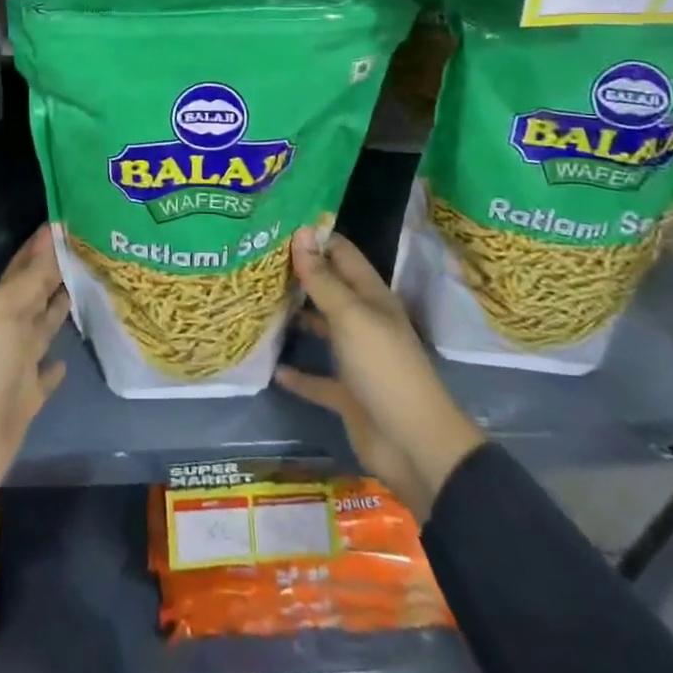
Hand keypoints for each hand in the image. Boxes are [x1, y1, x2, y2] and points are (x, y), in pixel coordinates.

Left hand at [0, 226, 69, 506]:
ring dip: (61, 309)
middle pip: (37, 293)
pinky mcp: (28, 397)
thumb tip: (50, 235)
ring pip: (45, 327)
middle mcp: (8, 328)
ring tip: (88, 286)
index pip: (25, 266)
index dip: (43, 245)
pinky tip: (70, 357)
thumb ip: (29, 279)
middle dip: (58, 271)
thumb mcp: (0, 313)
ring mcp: (18, 364)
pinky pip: (47, 374)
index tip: (69, 220)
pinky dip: (57, 365)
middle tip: (90, 246)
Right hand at [275, 229, 484, 519]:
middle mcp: (364, 321)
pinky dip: (298, 374)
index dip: (314, 238)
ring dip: (297, 318)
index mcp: (371, 297)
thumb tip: (301, 232)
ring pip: (322, 329)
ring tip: (259, 303)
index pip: (341, 254)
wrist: (414, 445)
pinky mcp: (348, 394)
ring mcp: (357, 358)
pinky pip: (317, 379)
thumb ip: (323, 279)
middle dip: (299, 275)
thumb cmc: (384, 368)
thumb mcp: (351, 316)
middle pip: (329, 289)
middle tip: (258, 260)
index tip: (277, 227)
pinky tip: (273, 368)